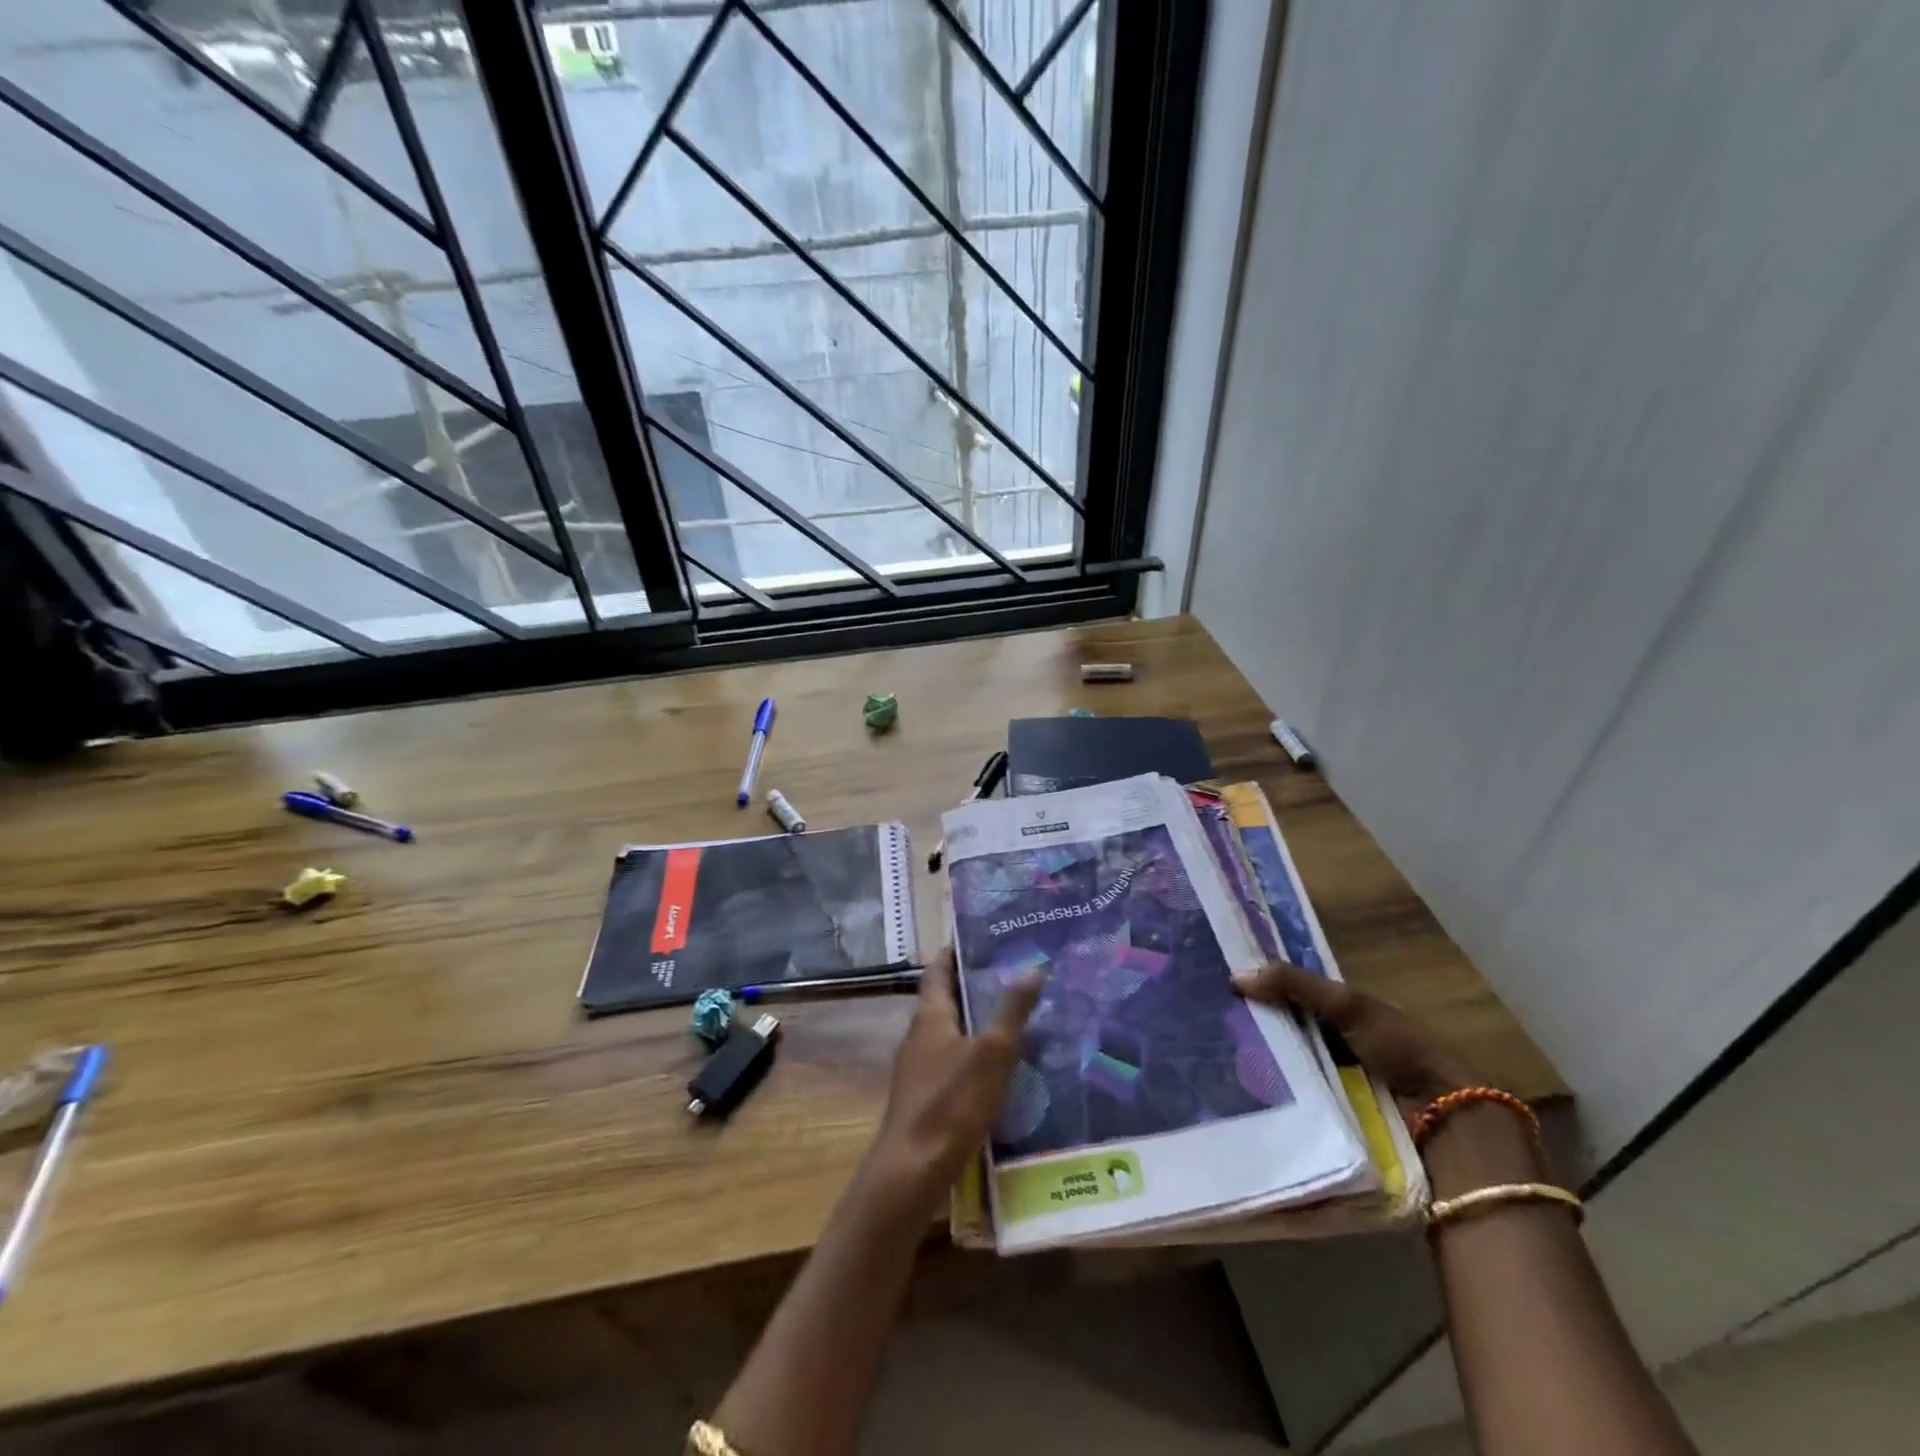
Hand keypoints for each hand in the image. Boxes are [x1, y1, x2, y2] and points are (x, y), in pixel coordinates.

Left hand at [866, 948, 1042, 1208]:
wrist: (911, 1172)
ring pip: (952, 1031)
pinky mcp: (927, 1096)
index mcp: (930, 1015)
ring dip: (978, 1020)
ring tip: (1017, 1015)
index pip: (939, 968)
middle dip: (976, 985)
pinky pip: (954, 1059)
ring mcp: (920, 1067)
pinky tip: (1003, 1066)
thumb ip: (1011, 1011)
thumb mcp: (992, 1054)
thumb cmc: (951, 1103)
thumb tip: (1032, 968)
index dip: (957, 950)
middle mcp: (920, 1034)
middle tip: (1016, 974)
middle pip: (947, 998)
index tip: (987, 938)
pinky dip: (976, 1052)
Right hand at [1233, 962, 1478, 1114]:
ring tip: (1212, 1062)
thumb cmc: (1401, 1050)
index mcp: (1342, 1014)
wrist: (1445, 1123)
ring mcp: (1330, 1085)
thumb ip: (1295, 985)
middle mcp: (1333, 1046)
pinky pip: (1289, 1104)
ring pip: (1280, 1070)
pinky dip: (1268, 1099)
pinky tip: (1236, 1096)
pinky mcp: (1328, 1119)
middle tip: (1204, 1027)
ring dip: (1254, 1068)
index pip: (1289, 996)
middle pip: (1281, 1034)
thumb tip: (1234, 976)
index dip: (1257, 991)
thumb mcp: (1349, 1006)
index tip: (1216, 988)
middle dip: (1249, 1031)